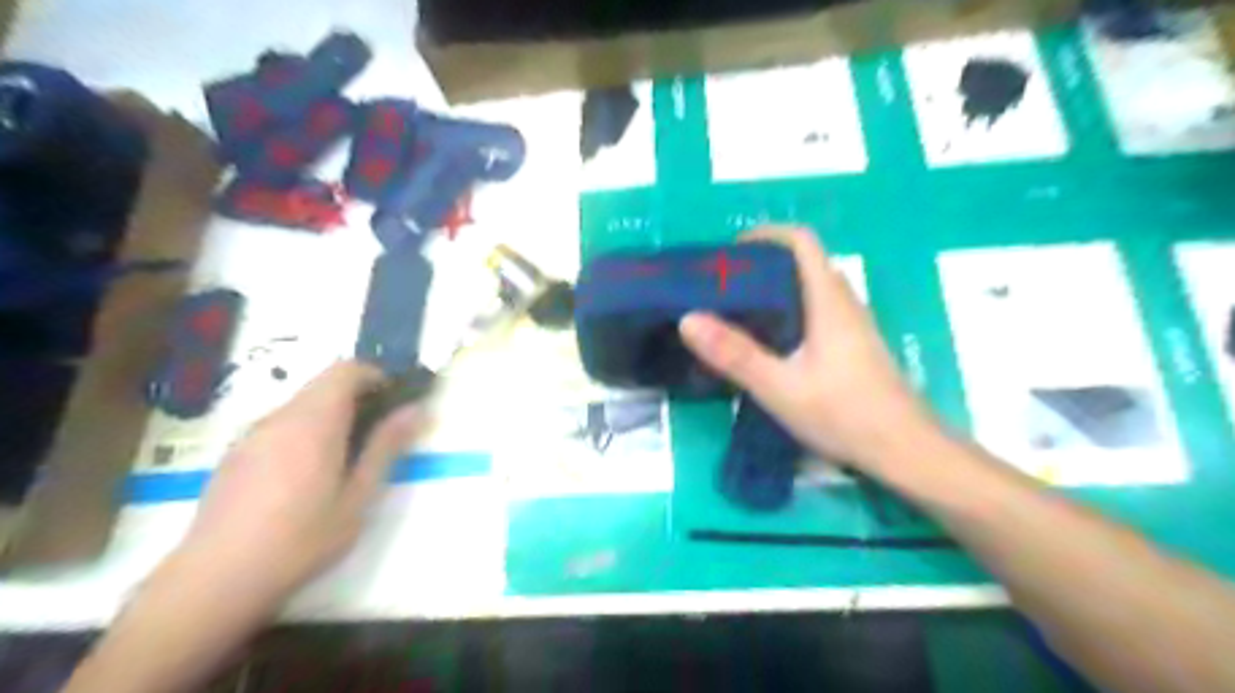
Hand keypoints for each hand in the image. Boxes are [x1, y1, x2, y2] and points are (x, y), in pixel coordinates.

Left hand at [172, 360, 425, 603]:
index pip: (346, 370)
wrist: (213, 581)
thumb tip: (417, 410)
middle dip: (357, 397)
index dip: (376, 376)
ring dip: (331, 415)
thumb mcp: (358, 497)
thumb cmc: (300, 540)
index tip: (395, 402)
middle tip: (379, 435)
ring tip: (346, 460)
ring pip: (301, 405)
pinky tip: (306, 478)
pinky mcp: (235, 456)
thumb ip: (386, 447)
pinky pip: (280, 426)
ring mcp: (251, 435)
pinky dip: (305, 432)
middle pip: (323, 384)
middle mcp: (279, 418)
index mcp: (313, 422)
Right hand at [680, 228, 940, 475]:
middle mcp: (845, 304)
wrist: (904, 450)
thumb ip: (734, 354)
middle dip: (764, 264)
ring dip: (777, 289)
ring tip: (740, 312)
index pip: (802, 242)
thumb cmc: (844, 414)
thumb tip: (688, 319)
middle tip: (726, 286)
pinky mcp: (855, 347)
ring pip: (813, 289)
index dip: (766, 235)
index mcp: (828, 301)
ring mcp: (854, 326)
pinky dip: (790, 312)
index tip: (732, 253)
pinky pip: (819, 312)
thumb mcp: (779, 387)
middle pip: (805, 263)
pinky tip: (771, 345)